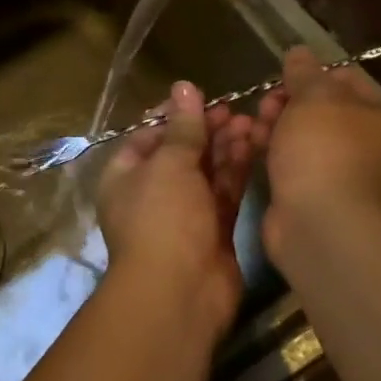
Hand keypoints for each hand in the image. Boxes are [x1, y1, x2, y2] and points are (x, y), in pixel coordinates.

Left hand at [97, 81, 263, 333]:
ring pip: (206, 171)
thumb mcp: (169, 164)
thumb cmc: (163, 219)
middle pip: (181, 152)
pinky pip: (224, 192)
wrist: (179, 294)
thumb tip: (184, 85)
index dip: (175, 116)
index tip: (203, 98)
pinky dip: (236, 171)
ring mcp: (183, 213)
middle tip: (236, 110)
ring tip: (252, 122)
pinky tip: (255, 147)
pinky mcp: (213, 231)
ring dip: (225, 147)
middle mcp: (152, 191)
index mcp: (126, 174)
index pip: (149, 135)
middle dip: (206, 130)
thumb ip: (182, 126)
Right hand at [256, 46, 380, 265]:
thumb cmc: (324, 150)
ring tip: (254, 129)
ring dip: (275, 126)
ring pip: (302, 135)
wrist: (321, 224)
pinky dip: (273, 153)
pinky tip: (252, 149)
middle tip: (266, 107)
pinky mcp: (317, 194)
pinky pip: (292, 162)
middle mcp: (370, 143)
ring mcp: (344, 172)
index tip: (283, 80)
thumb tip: (299, 51)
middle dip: (287, 102)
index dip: (311, 74)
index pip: (345, 78)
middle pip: (320, 108)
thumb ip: (304, 71)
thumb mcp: (314, 96)